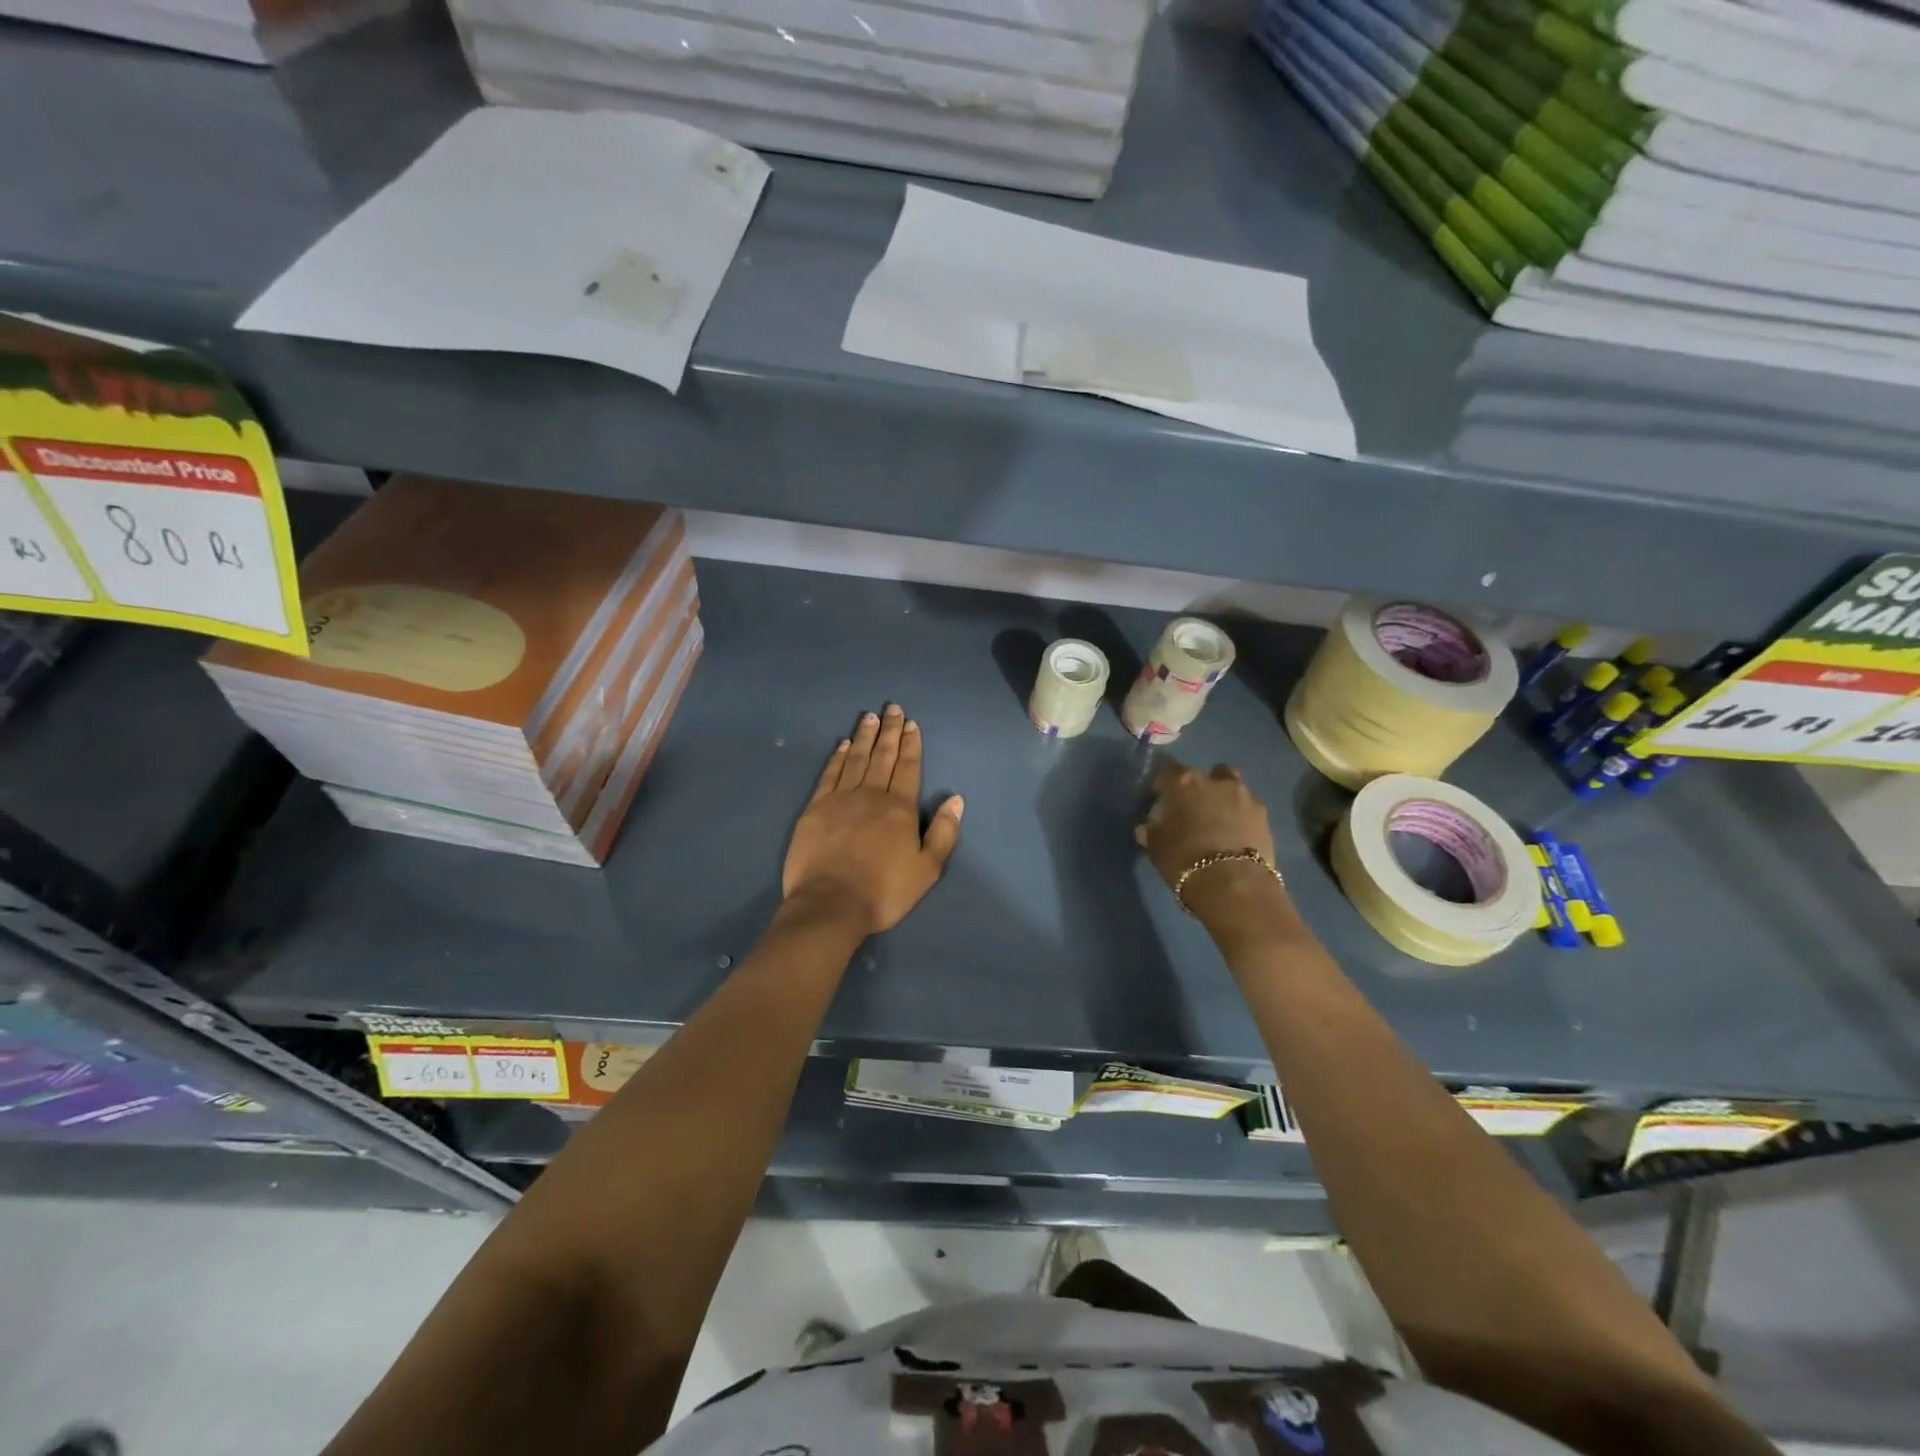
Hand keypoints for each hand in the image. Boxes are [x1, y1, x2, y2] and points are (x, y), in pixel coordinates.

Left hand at [783, 705, 964, 934]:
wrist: (831, 904)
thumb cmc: (884, 892)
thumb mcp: (927, 870)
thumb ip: (944, 833)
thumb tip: (956, 799)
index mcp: (900, 809)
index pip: (908, 768)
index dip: (911, 745)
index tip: (911, 723)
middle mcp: (871, 795)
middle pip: (883, 756)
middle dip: (889, 731)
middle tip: (892, 708)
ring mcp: (840, 799)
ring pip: (855, 759)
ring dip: (864, 736)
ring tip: (869, 716)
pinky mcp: (815, 809)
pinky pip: (829, 774)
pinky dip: (837, 757)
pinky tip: (841, 744)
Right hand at [1135, 759, 1282, 915]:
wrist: (1233, 885)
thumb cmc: (1184, 860)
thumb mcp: (1157, 848)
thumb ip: (1152, 832)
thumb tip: (1147, 827)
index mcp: (1184, 783)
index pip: (1167, 772)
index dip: (1162, 785)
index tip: (1159, 800)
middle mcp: (1216, 782)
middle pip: (1208, 774)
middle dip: (1203, 787)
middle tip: (1194, 808)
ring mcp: (1245, 797)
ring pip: (1234, 789)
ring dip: (1226, 800)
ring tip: (1219, 823)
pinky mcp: (1265, 818)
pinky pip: (1249, 811)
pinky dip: (1242, 819)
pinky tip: (1236, 837)